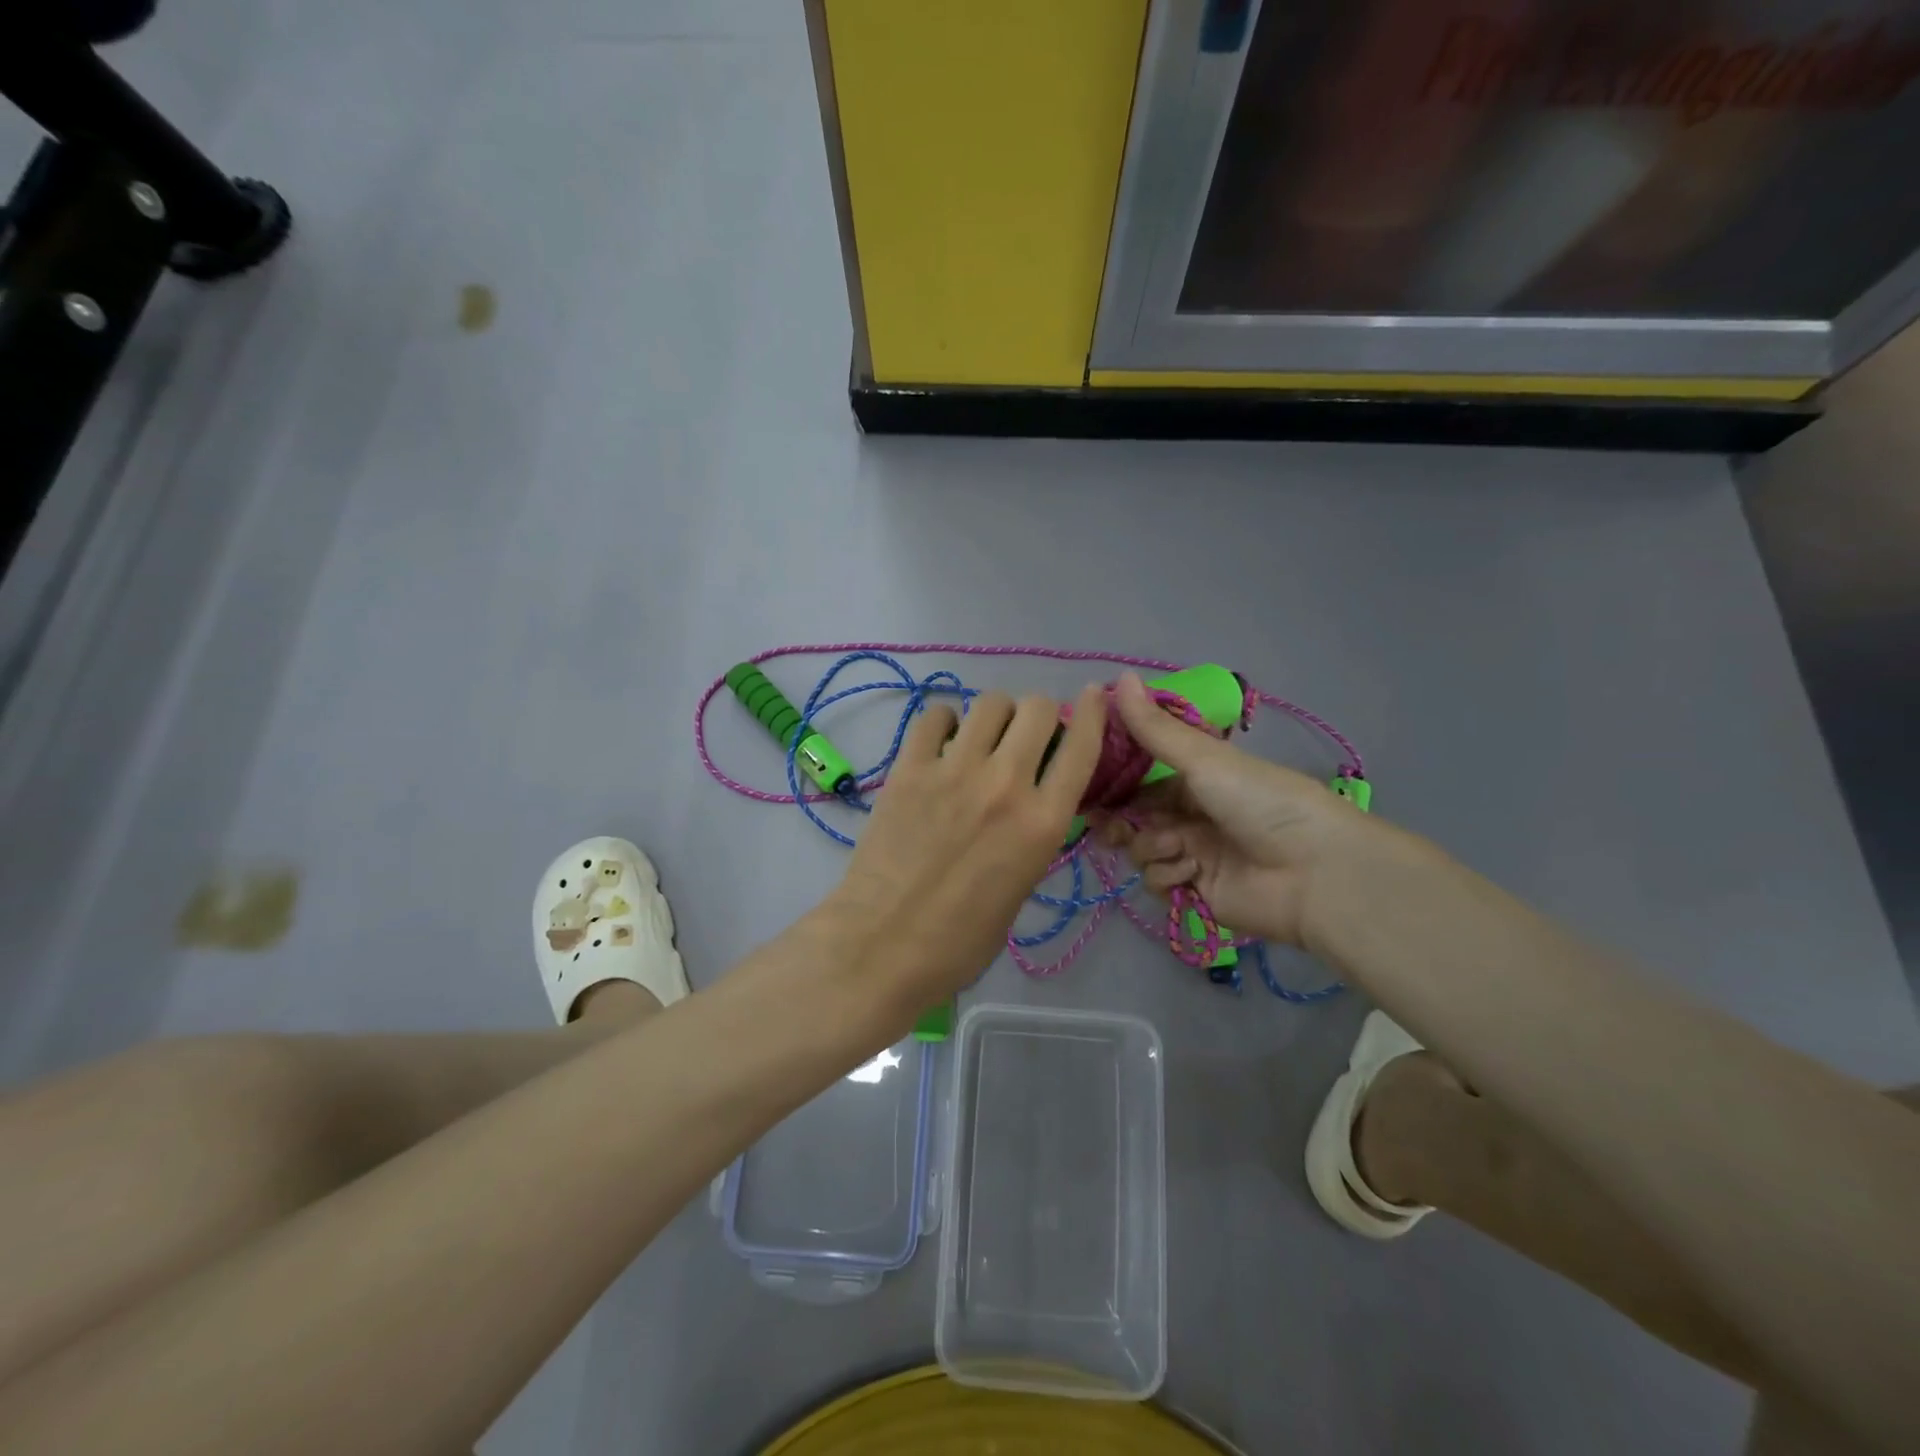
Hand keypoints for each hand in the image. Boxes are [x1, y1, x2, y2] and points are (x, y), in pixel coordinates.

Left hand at [829, 685, 1108, 1009]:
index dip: (1095, 712)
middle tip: (1024, 739)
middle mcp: (1006, 784)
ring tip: (981, 740)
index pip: (1083, 746)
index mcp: (1043, 822)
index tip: (1095, 694)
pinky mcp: (909, 768)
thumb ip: (1033, 835)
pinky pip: (934, 716)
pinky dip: (945, 722)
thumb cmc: (960, 941)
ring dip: (995, 716)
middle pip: (1038, 708)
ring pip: (990, 703)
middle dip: (1040, 716)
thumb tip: (1029, 800)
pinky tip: (941, 745)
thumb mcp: (1022, 887)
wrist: (882, 947)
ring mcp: (954, 771)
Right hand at [1096, 672, 1392, 949]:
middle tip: (1104, 823)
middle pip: (1134, 815)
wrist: (1313, 873)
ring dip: (1151, 846)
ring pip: (1141, 848)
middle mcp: (1191, 813)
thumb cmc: (1260, 802)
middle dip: (1118, 818)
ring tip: (1176, 847)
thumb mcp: (1204, 759)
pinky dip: (1168, 874)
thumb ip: (1154, 728)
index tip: (1083, 779)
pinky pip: (1157, 880)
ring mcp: (1192, 853)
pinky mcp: (1194, 891)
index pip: (1141, 775)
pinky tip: (1191, 871)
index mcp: (1197, 777)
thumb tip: (1118, 676)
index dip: (1112, 778)